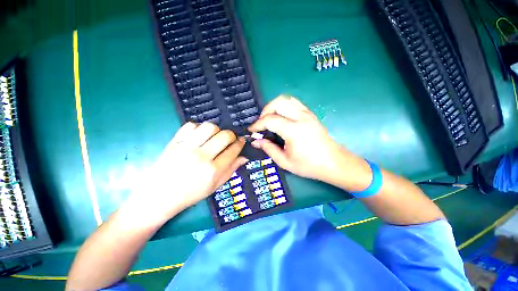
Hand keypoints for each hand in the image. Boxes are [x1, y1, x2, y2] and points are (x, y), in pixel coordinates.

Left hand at [128, 122, 246, 222]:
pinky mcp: (174, 142)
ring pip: (209, 127)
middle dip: (232, 135)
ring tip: (214, 137)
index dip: (240, 143)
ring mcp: (186, 148)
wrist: (159, 196)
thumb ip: (231, 170)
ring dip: (216, 130)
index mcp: (213, 171)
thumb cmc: (190, 194)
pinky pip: (190, 126)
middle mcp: (201, 157)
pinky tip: (199, 136)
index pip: (233, 150)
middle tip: (230, 139)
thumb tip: (244, 157)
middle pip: (224, 136)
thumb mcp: (215, 186)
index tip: (242, 141)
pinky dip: (198, 128)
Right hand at [249, 96, 370, 190]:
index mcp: (294, 130)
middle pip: (278, 102)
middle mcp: (301, 117)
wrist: (334, 163)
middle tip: (261, 124)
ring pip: (286, 99)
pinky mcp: (311, 114)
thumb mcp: (285, 161)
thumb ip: (268, 149)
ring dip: (274, 106)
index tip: (251, 131)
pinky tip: (281, 117)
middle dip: (265, 111)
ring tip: (270, 119)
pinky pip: (294, 103)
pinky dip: (284, 106)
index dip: (257, 124)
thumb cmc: (309, 165)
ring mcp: (307, 114)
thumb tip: (256, 141)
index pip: (270, 120)